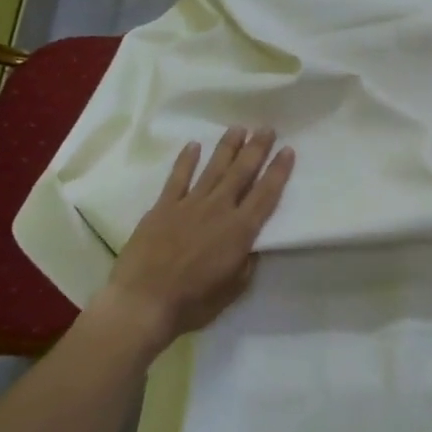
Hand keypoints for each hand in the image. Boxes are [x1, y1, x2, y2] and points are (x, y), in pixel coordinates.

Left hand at [83, 127, 294, 352]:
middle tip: (267, 128)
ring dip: (228, 147)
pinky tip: (193, 145)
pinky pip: (178, 178)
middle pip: (241, 172)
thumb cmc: (193, 302)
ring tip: (239, 128)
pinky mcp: (163, 207)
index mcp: (240, 231)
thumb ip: (245, 262)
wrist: (143, 303)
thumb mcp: (233, 289)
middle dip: (256, 149)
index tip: (288, 150)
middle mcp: (219, 210)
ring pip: (213, 168)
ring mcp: (189, 205)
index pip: (266, 194)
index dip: (278, 171)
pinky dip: (186, 160)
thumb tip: (250, 245)